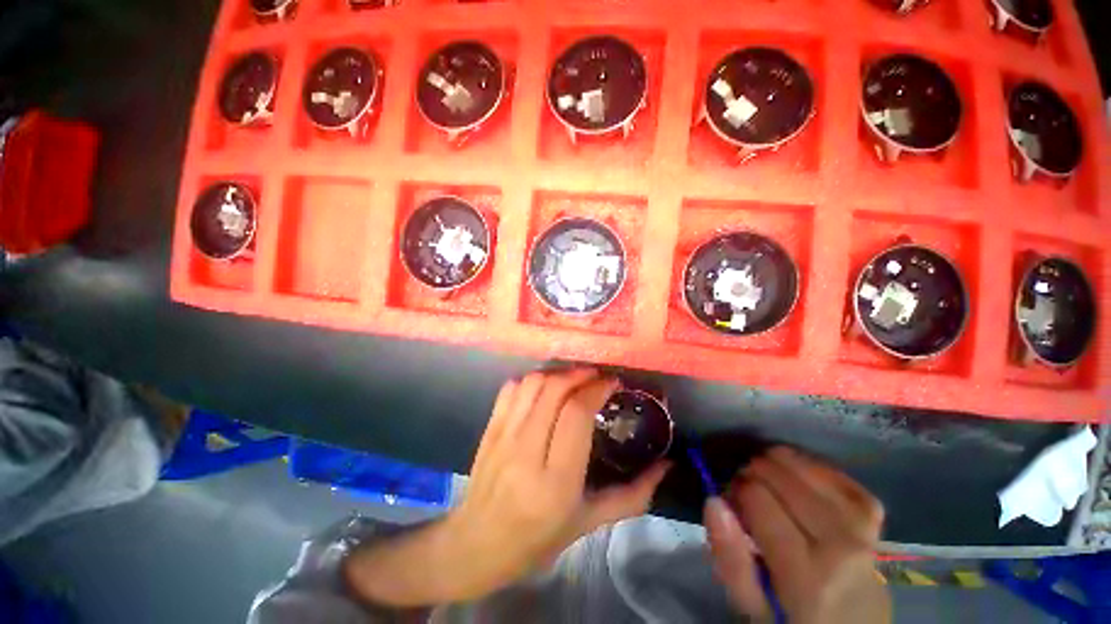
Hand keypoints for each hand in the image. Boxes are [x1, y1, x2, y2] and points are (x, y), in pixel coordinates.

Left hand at [345, 368, 669, 605]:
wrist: (476, 544)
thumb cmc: (537, 539)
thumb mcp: (589, 523)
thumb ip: (633, 496)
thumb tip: (668, 467)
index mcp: (555, 481)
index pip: (576, 414)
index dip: (596, 389)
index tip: (612, 383)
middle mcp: (526, 451)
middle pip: (554, 390)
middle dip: (581, 375)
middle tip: (597, 377)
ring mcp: (503, 436)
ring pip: (532, 383)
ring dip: (558, 373)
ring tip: (574, 379)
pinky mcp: (489, 428)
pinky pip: (511, 388)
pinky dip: (532, 379)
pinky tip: (545, 387)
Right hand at [704, 447, 889, 623]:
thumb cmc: (792, 619)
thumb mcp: (752, 603)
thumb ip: (729, 557)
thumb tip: (714, 501)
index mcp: (807, 575)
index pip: (758, 499)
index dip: (734, 489)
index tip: (729, 500)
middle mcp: (840, 546)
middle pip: (783, 479)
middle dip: (752, 473)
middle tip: (744, 487)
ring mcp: (863, 529)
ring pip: (811, 471)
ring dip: (779, 463)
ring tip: (765, 472)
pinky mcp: (874, 520)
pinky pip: (841, 478)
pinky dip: (813, 468)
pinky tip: (799, 474)